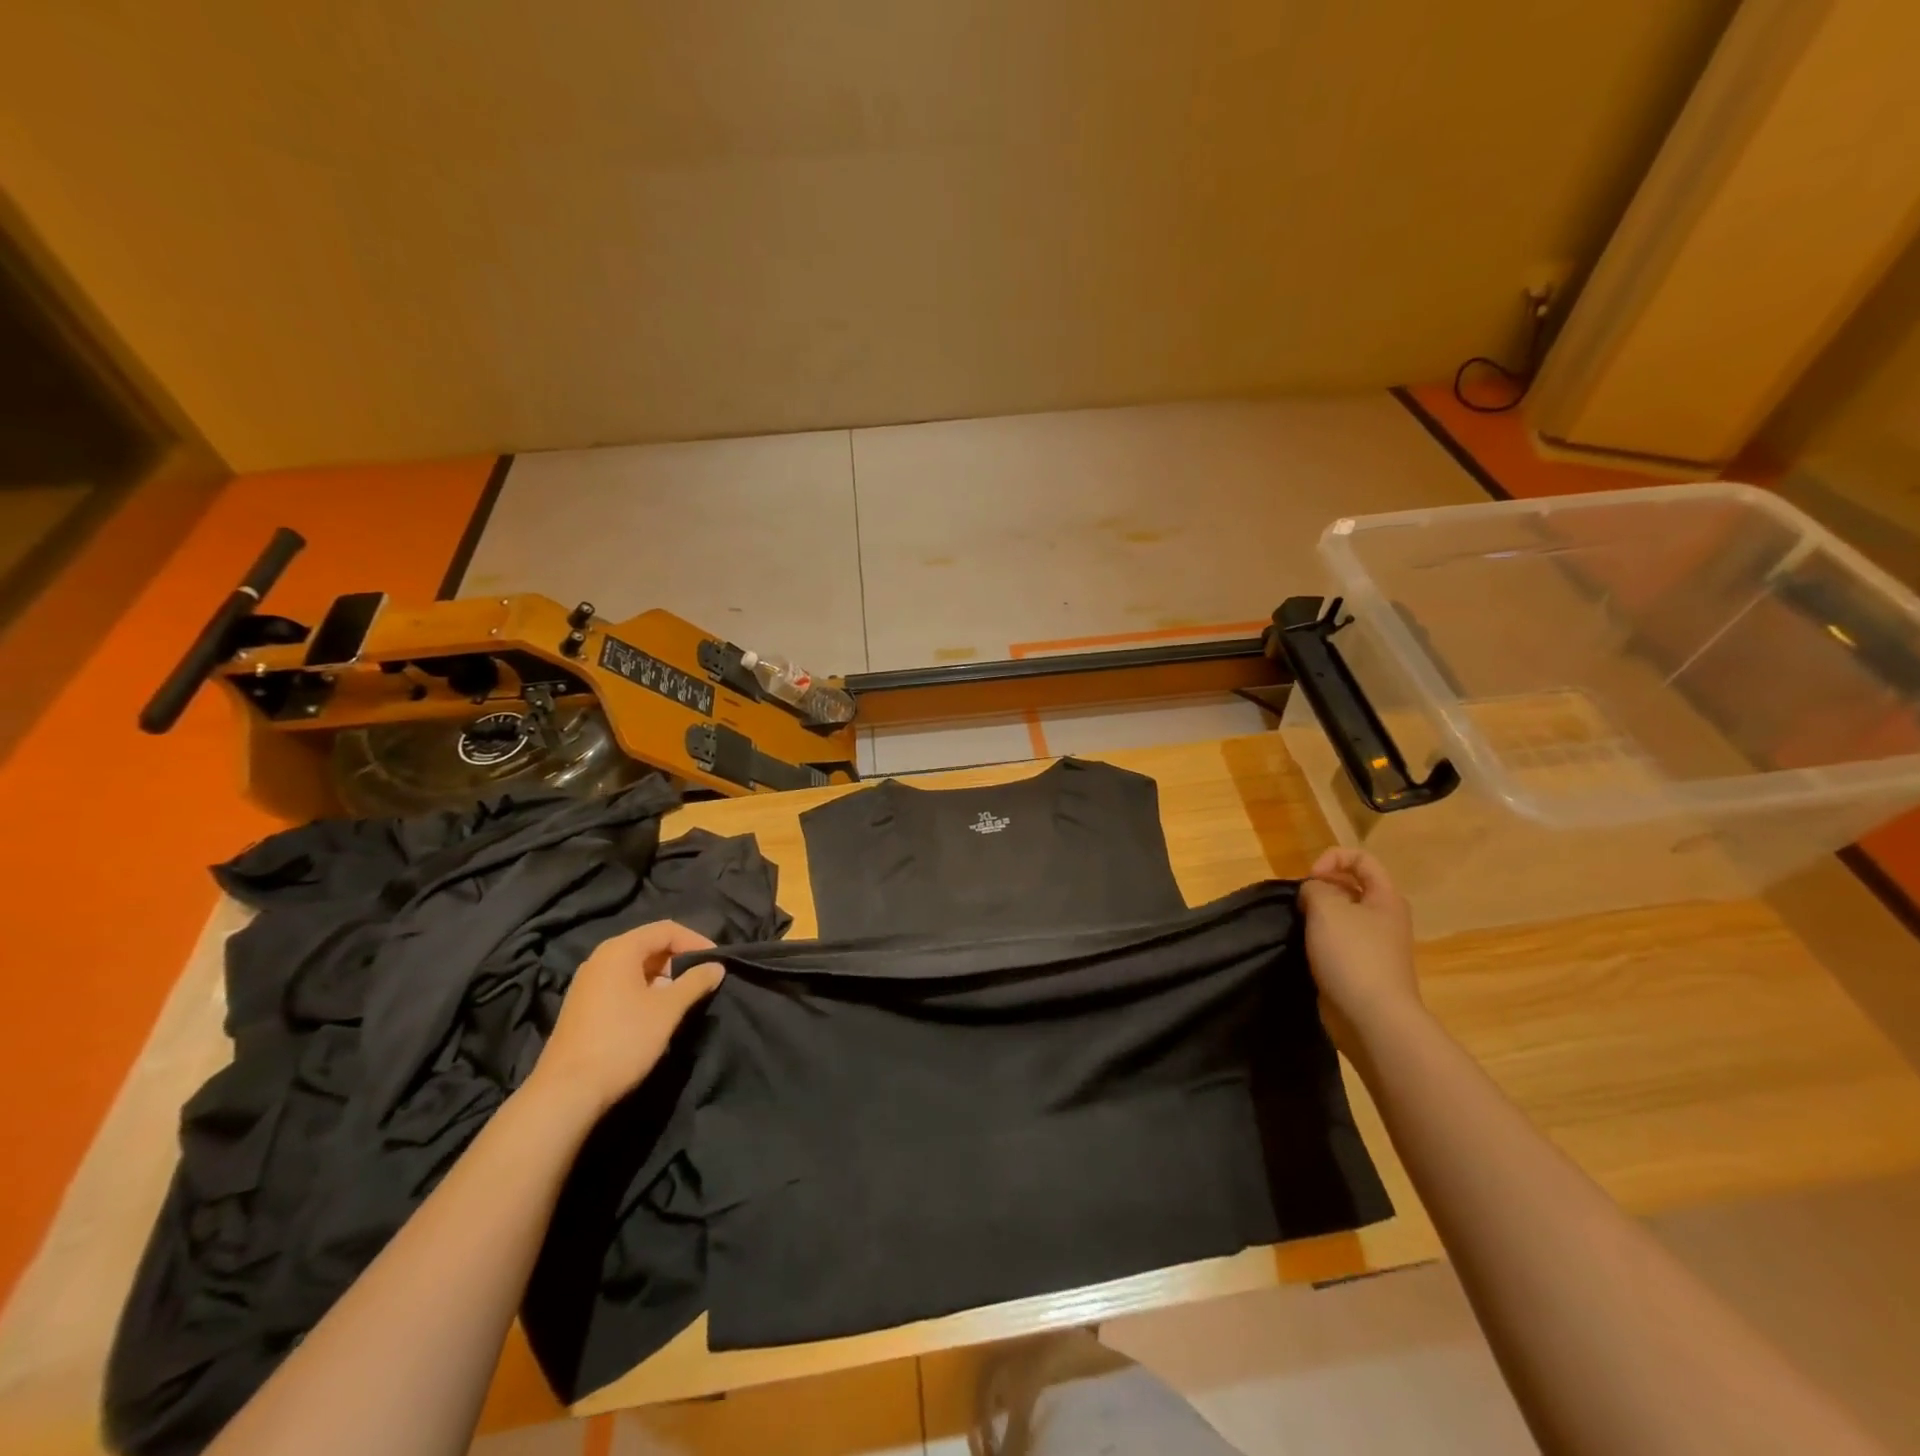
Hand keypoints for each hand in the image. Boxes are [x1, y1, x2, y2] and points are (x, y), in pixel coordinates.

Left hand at [529, 921, 724, 1114]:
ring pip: (635, 966)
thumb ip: (695, 982)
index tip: (716, 962)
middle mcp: (600, 958)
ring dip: (663, 977)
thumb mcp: (668, 1009)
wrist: (567, 1092)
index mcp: (620, 950)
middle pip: (649, 945)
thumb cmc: (623, 1040)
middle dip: (679, 959)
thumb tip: (717, 966)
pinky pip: (621, 984)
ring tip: (682, 999)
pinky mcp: (582, 1005)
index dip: (696, 941)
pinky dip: (644, 990)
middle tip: (701, 980)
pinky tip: (654, 1014)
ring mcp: (588, 982)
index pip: (666, 930)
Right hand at [1299, 847, 1421, 1057]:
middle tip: (1300, 905)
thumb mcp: (1327, 908)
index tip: (1311, 880)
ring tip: (1300, 928)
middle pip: (1351, 887)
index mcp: (1386, 898)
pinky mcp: (1362, 969)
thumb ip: (1315, 888)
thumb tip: (1313, 892)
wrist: (1373, 1019)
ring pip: (1342, 917)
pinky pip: (1338, 943)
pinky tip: (1306, 951)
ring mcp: (1375, 946)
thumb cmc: (1353, 956)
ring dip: (1317, 917)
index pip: (1362, 859)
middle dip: (1321, 890)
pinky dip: (1320, 942)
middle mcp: (1385, 919)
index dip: (1332, 860)